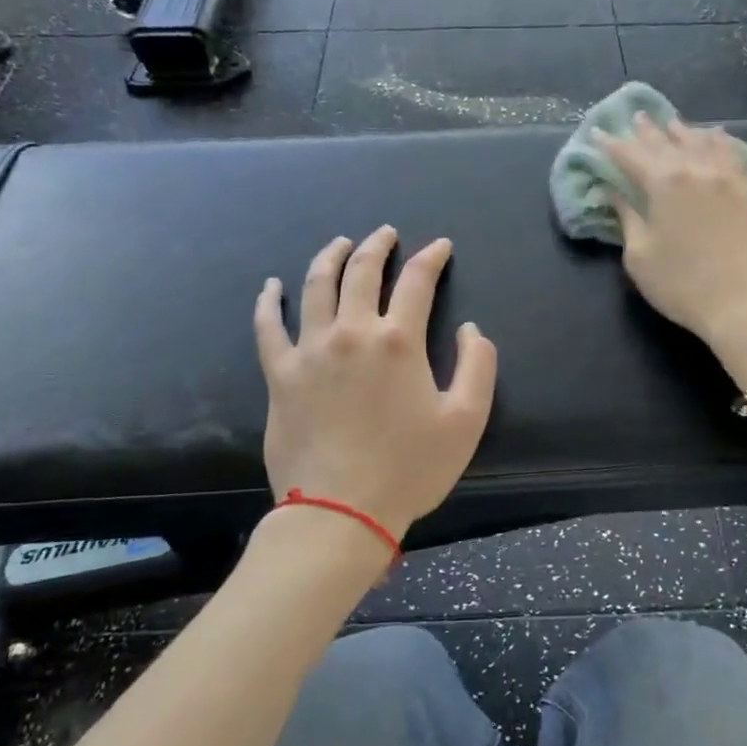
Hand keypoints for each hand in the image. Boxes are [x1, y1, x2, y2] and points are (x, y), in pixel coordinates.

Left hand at [254, 226, 498, 539]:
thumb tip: (471, 330)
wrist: (340, 511)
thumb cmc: (409, 469)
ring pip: (316, 286)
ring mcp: (310, 350)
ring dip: (330, 257)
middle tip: (386, 233)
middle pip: (362, 272)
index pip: (417, 282)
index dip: (431, 258)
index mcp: (398, 341)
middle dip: (377, 246)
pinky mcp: (280, 374)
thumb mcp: (466, 421)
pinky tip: (271, 286)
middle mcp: (352, 332)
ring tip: (340, 243)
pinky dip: (268, 302)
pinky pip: (268, 326)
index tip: (440, 246)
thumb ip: (477, 366)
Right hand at [599, 113, 746, 346]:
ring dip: (682, 131)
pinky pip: (732, 153)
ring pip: (701, 142)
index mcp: (664, 183)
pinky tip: (714, 136)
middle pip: (666, 142)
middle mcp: (696, 169)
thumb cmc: (682, 285)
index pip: (631, 155)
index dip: (611, 144)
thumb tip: (614, 193)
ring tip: (671, 122)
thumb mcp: (640, 257)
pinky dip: (717, 141)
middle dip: (647, 131)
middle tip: (635, 117)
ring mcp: (728, 176)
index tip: (597, 133)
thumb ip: (627, 219)